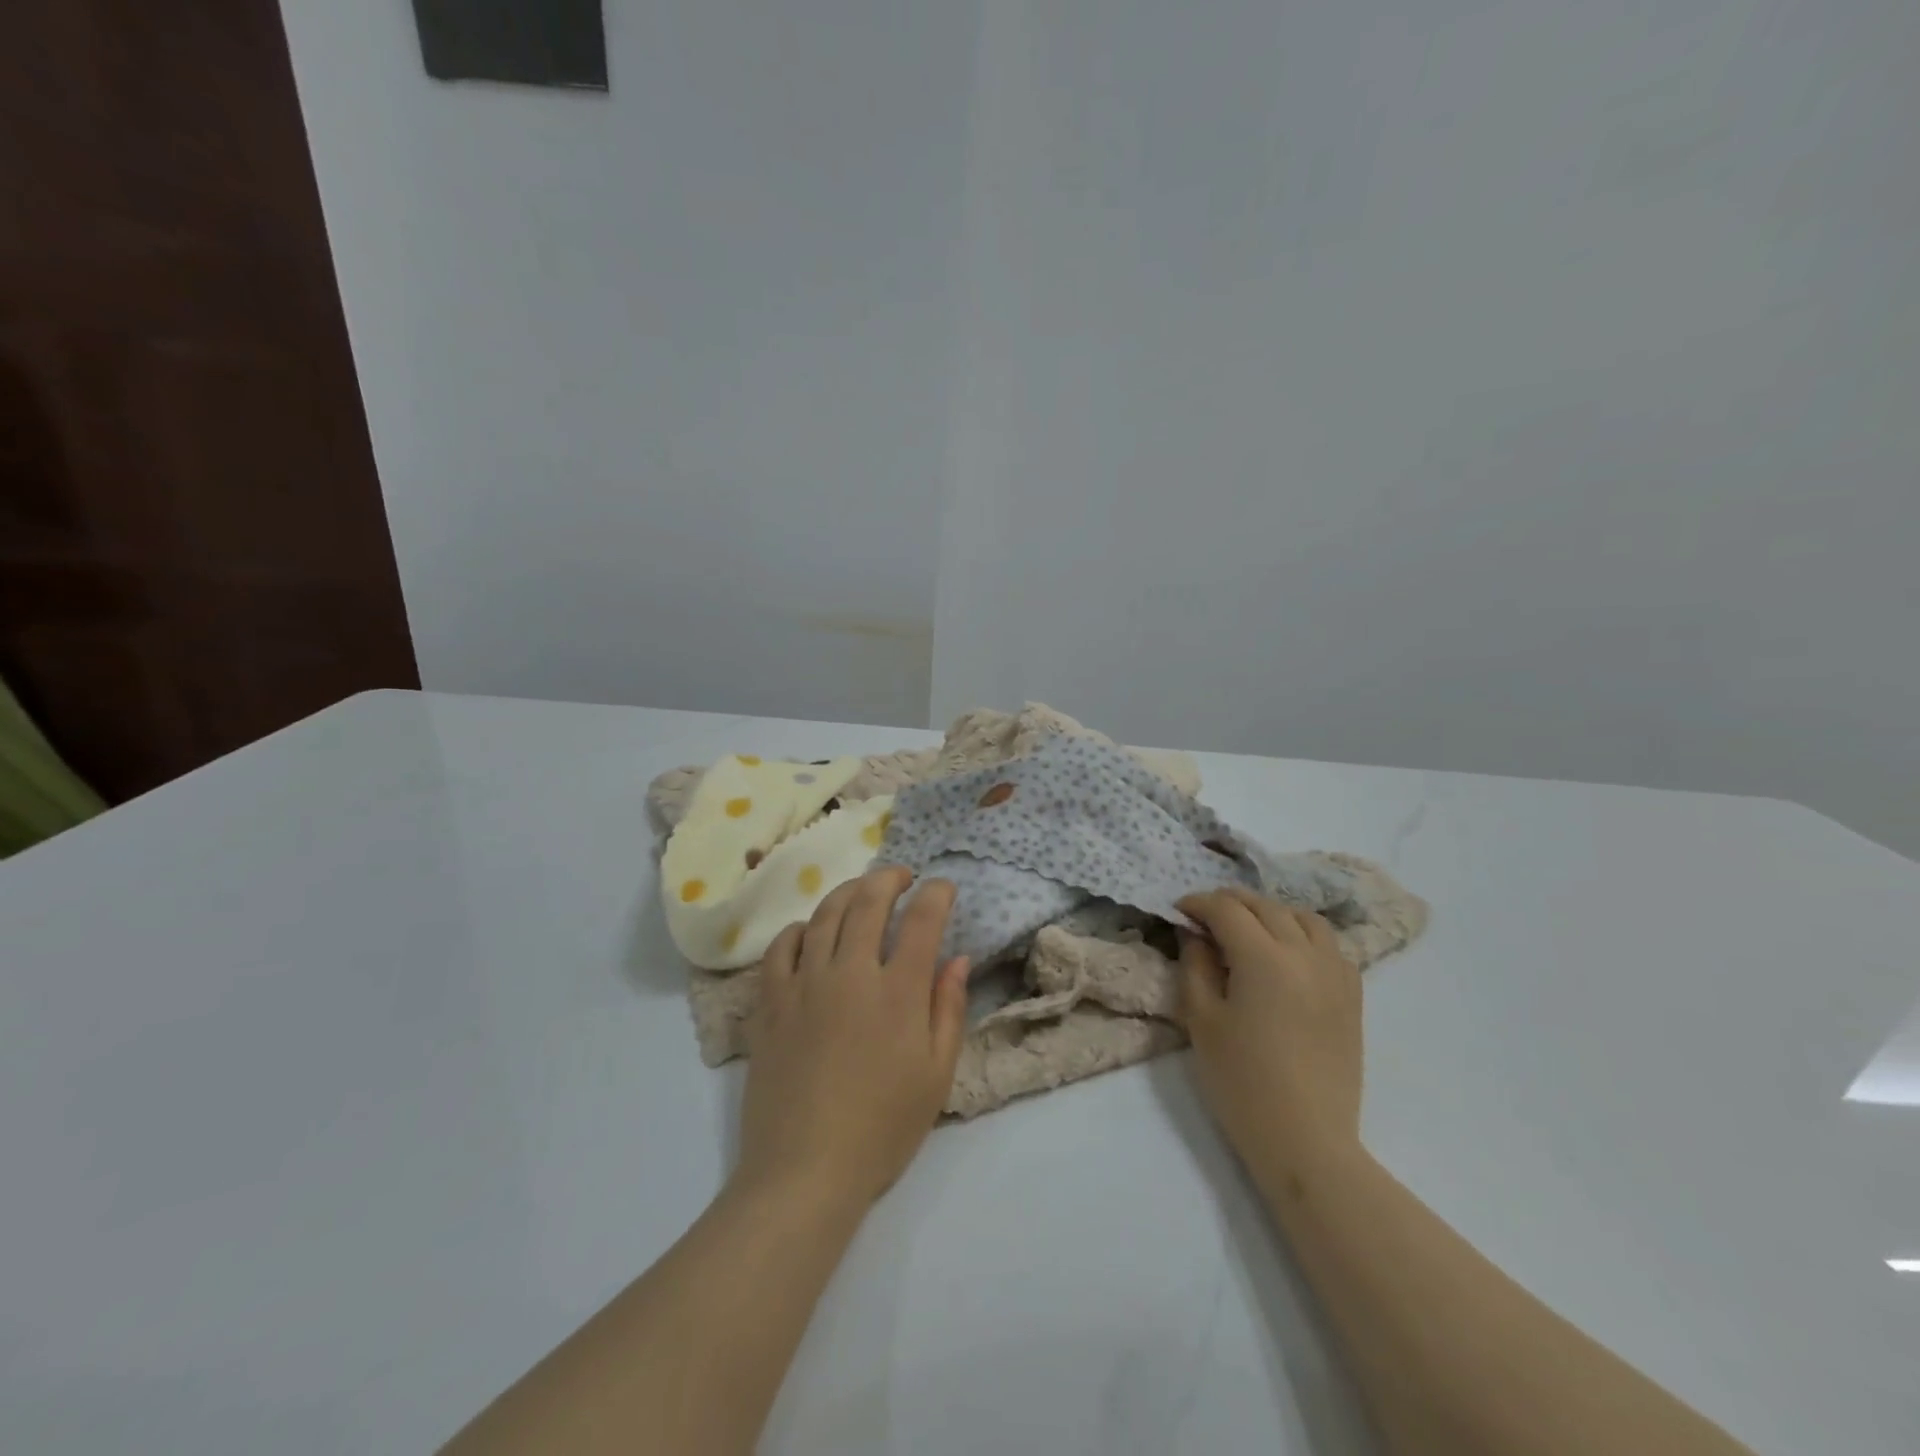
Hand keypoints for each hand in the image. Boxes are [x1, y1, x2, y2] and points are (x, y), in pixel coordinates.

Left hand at [735, 867, 970, 1210]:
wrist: (805, 1172)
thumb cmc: (882, 1129)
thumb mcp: (936, 1076)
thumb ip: (949, 1009)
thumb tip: (958, 959)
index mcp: (898, 992)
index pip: (922, 920)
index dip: (936, 894)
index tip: (943, 888)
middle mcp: (850, 973)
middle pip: (869, 902)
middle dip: (890, 878)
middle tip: (902, 876)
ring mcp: (804, 984)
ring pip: (825, 914)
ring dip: (847, 892)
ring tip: (862, 891)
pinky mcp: (770, 1003)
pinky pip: (781, 947)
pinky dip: (800, 929)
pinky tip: (811, 932)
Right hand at [1177, 887, 1362, 1174]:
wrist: (1305, 1139)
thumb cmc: (1242, 1081)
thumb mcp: (1202, 1020)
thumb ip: (1195, 965)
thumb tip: (1195, 933)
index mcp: (1263, 958)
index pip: (1227, 909)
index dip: (1198, 903)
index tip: (1178, 911)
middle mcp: (1304, 953)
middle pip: (1265, 906)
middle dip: (1230, 903)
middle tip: (1204, 918)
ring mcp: (1335, 973)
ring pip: (1303, 918)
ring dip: (1270, 913)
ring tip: (1249, 931)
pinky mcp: (1352, 995)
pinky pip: (1329, 945)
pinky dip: (1303, 935)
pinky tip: (1286, 957)